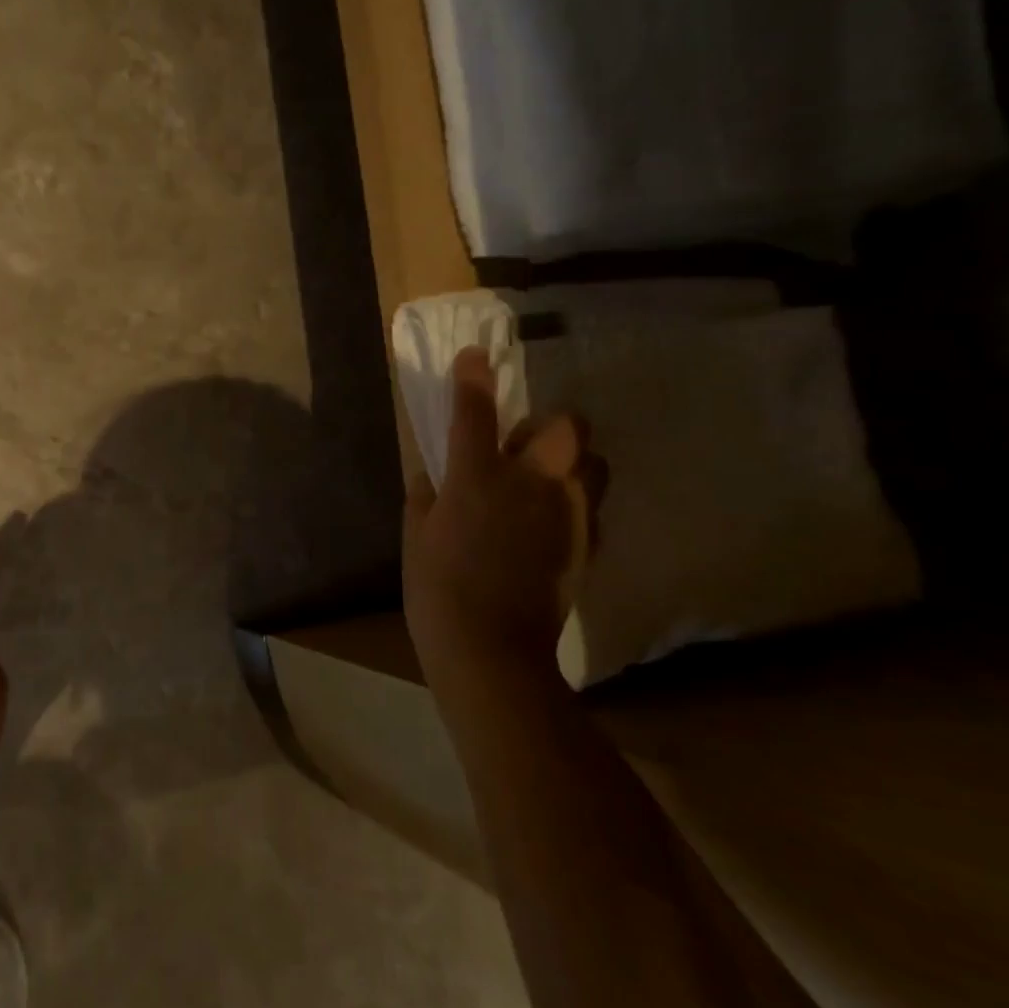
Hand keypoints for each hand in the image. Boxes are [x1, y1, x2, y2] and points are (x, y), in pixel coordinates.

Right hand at [404, 348, 604, 686]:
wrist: (492, 651)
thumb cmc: (437, 590)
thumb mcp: (415, 538)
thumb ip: (425, 496)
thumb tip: (434, 474)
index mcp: (477, 477)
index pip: (475, 412)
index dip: (473, 377)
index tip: (475, 356)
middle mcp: (530, 484)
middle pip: (567, 428)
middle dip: (551, 425)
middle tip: (524, 446)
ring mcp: (567, 514)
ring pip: (593, 463)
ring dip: (572, 462)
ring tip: (545, 483)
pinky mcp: (587, 544)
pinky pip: (592, 506)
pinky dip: (575, 503)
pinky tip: (550, 525)